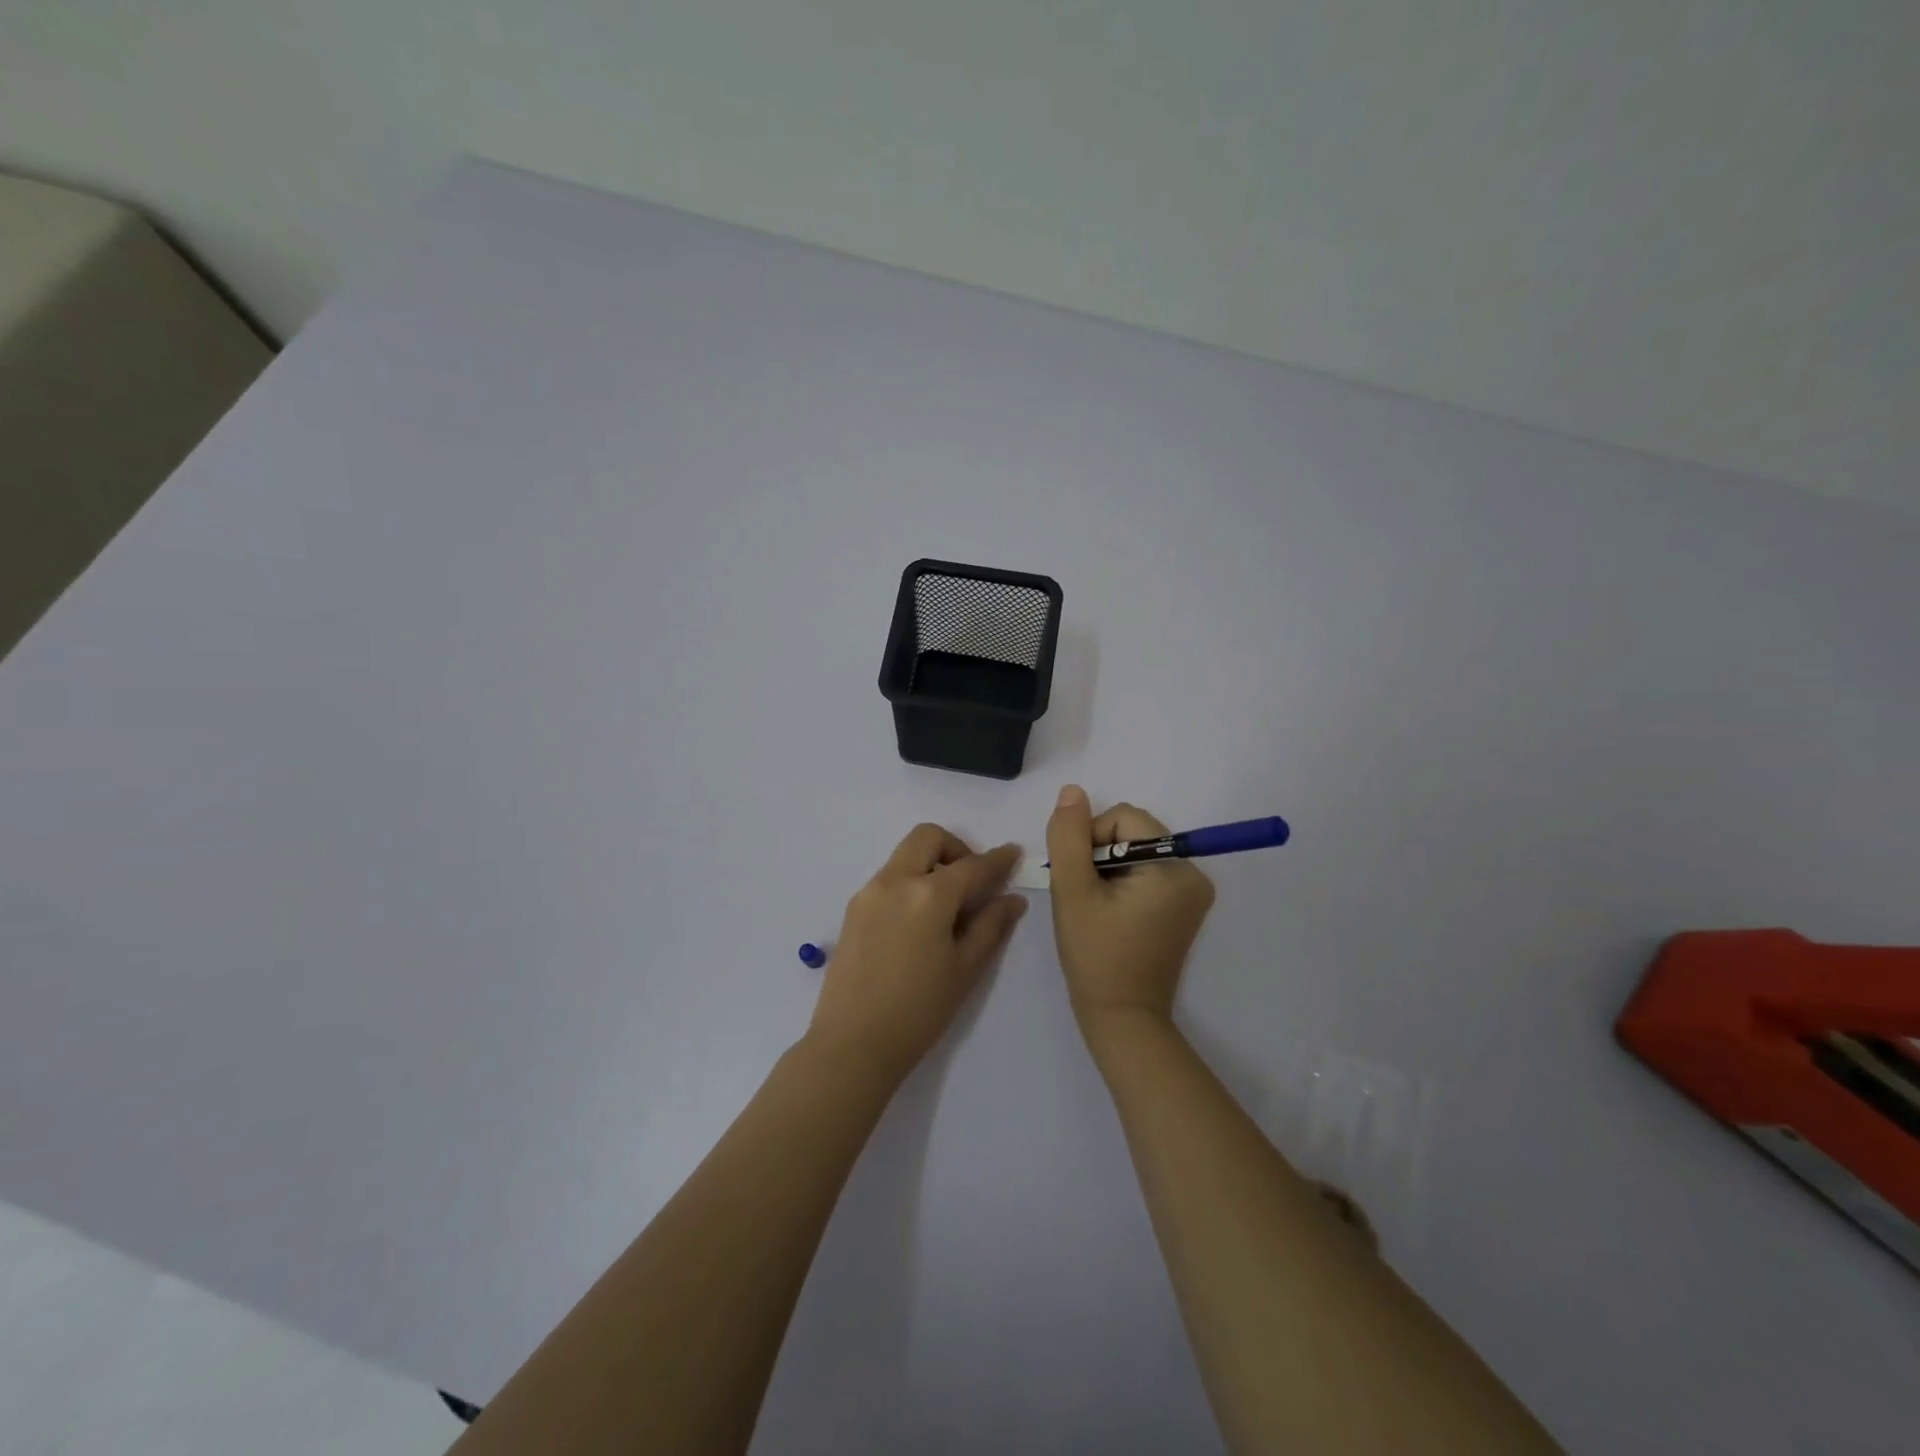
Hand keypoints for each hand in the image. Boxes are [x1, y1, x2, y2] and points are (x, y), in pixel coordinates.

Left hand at [806, 824, 1026, 1084]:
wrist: (852, 1044)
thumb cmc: (919, 1011)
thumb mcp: (965, 970)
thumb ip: (991, 926)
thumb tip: (1011, 898)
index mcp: (928, 894)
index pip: (972, 866)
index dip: (997, 859)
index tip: (1012, 853)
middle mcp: (895, 881)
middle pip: (928, 838)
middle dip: (956, 849)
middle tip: (972, 882)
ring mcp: (869, 892)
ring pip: (905, 856)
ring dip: (931, 865)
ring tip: (946, 908)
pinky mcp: (853, 909)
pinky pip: (888, 878)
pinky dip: (910, 882)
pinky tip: (919, 922)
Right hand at [1045, 786, 1214, 1033]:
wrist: (1121, 1017)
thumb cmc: (1095, 955)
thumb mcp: (1073, 891)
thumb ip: (1069, 837)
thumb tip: (1072, 791)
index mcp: (1174, 868)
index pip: (1124, 819)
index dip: (1090, 838)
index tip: (1077, 877)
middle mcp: (1193, 873)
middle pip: (1132, 832)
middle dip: (1099, 854)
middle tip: (1083, 893)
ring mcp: (1192, 892)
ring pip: (1135, 850)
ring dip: (1107, 868)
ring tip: (1095, 905)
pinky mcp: (1183, 906)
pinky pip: (1146, 871)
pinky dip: (1122, 881)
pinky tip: (1108, 910)